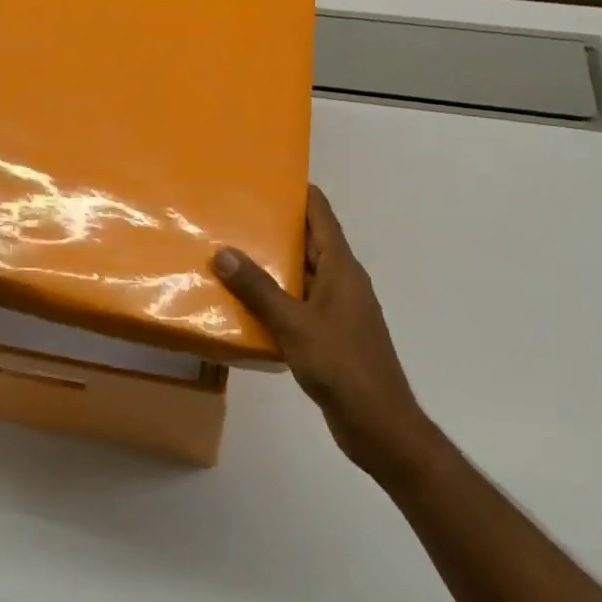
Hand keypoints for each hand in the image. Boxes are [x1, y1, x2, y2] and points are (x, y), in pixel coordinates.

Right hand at [215, 185, 430, 477]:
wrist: (378, 424)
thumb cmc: (342, 366)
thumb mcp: (294, 324)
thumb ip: (258, 288)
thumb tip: (223, 252)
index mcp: (341, 268)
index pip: (321, 214)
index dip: (298, 192)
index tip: (266, 176)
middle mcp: (342, 281)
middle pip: (309, 241)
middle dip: (276, 226)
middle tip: (235, 213)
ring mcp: (337, 309)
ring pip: (302, 274)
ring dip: (272, 263)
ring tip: (230, 250)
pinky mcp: (330, 334)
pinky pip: (298, 302)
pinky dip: (275, 296)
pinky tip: (245, 301)